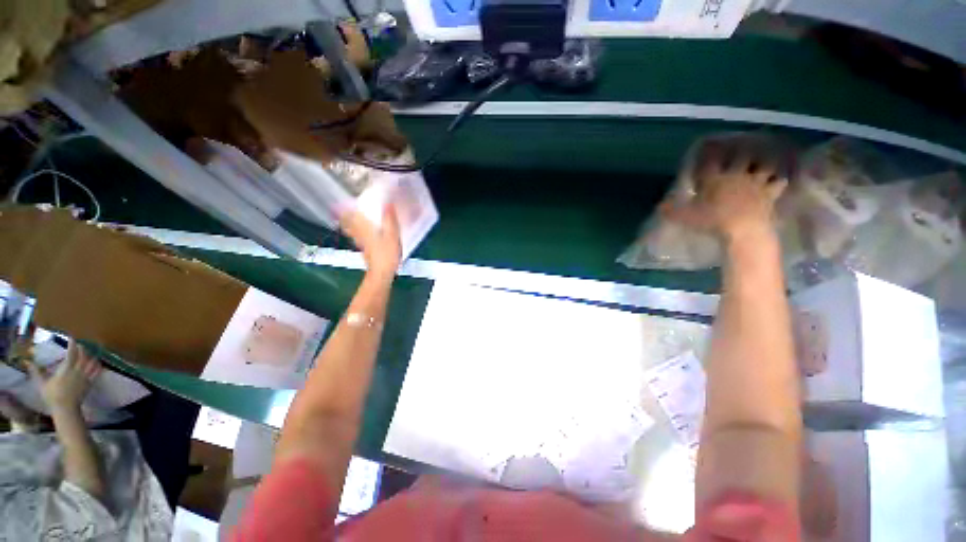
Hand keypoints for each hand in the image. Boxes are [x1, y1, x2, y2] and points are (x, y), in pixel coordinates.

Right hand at [29, 340, 101, 411]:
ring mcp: (85, 377)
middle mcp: (78, 371)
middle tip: (79, 345)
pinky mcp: (90, 383)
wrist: (65, 408)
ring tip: (88, 354)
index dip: (72, 344)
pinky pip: (97, 372)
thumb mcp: (42, 384)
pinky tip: (97, 364)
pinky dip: (98, 366)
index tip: (71, 338)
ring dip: (91, 356)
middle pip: (83, 356)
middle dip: (82, 349)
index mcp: (66, 369)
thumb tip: (28, 363)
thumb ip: (36, 372)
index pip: (71, 353)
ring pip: (92, 362)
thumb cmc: (52, 396)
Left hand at [341, 205, 401, 280]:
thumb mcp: (392, 235)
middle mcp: (360, 235)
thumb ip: (390, 220)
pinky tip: (363, 236)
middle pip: (349, 224)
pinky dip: (357, 235)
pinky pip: (358, 239)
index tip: (342, 202)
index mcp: (364, 229)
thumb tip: (388, 203)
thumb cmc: (386, 254)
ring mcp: (361, 244)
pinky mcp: (366, 251)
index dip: (345, 209)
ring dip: (350, 226)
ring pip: (352, 232)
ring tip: (351, 220)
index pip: (350, 217)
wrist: (381, 274)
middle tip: (344, 210)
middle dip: (346, 217)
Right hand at [663, 140, 787, 242]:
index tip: (708, 149)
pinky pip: (778, 182)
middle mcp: (736, 175)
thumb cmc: (713, 220)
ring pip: (763, 165)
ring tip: (762, 160)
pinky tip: (777, 179)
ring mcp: (756, 183)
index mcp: (715, 179)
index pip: (711, 162)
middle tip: (739, 148)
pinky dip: (778, 180)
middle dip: (740, 152)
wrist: (744, 229)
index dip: (709, 154)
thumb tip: (660, 205)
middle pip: (741, 157)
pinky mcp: (770, 193)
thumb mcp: (685, 217)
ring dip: (762, 162)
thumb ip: (672, 210)